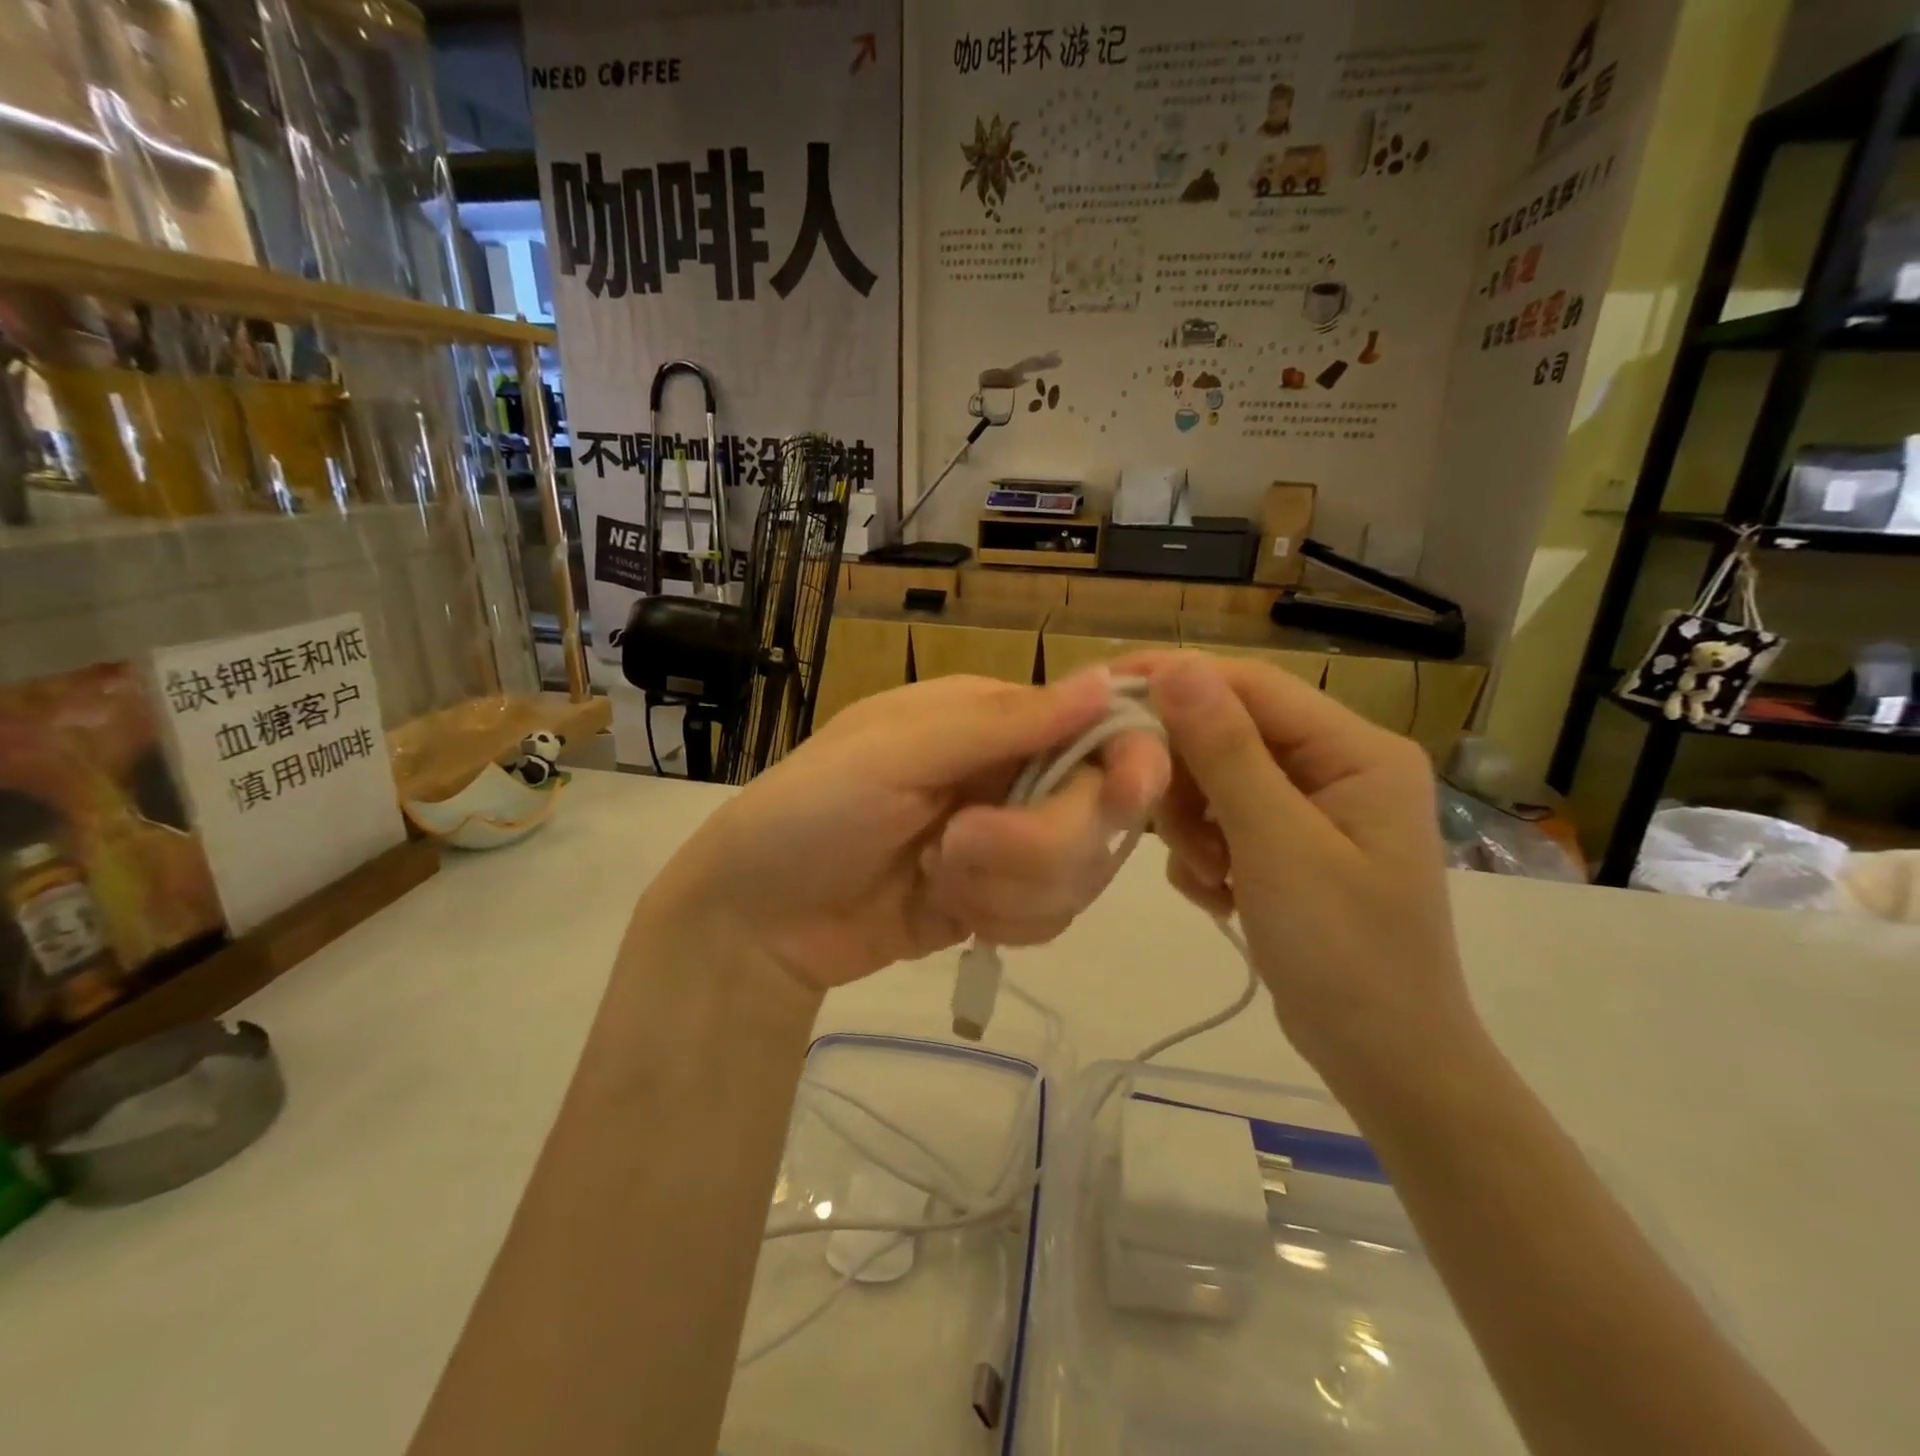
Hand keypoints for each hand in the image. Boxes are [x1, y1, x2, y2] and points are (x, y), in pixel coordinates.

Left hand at [650, 669, 1170, 992]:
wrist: (759, 920)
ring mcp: (1012, 843)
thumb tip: (1107, 680)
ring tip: (935, 878)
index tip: (1125, 794)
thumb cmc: (812, 812)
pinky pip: (1053, 916)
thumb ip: (1003, 722)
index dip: (1125, 760)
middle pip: (1099, 811)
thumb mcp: (896, 753)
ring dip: (1008, 886)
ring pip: (1081, 871)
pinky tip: (946, 909)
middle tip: (954, 848)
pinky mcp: (1004, 903)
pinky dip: (1004, 920)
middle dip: (1034, 843)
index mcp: (994, 719)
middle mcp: (1014, 774)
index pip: (1098, 727)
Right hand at [1123, 651, 1474, 1085]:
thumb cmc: (1344, 952)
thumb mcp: (1277, 845)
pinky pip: (1223, 823)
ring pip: (1216, 781)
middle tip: (1172, 832)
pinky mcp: (1288, 846)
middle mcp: (1338, 766)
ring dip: (1194, 827)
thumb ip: (1226, 751)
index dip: (1177, 680)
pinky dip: (1205, 855)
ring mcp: (1313, 808)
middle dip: (1189, 782)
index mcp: (1356, 750)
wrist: (1385, 1063)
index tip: (1105, 693)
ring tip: (1210, 879)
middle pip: (1229, 734)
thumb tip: (1178, 665)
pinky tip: (1219, 897)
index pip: (1251, 685)